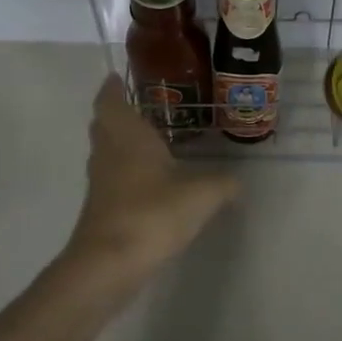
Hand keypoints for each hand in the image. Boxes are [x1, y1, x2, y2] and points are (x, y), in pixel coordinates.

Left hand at [62, 74, 239, 288]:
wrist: (109, 264)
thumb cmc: (152, 214)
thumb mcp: (201, 196)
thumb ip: (223, 184)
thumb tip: (239, 183)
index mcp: (127, 136)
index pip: (110, 101)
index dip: (111, 88)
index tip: (117, 76)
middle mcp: (109, 153)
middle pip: (104, 125)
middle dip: (117, 113)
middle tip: (140, 106)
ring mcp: (102, 183)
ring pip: (107, 152)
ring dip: (121, 143)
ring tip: (150, 140)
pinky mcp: (102, 209)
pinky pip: (113, 178)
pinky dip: (126, 172)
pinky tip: (150, 181)